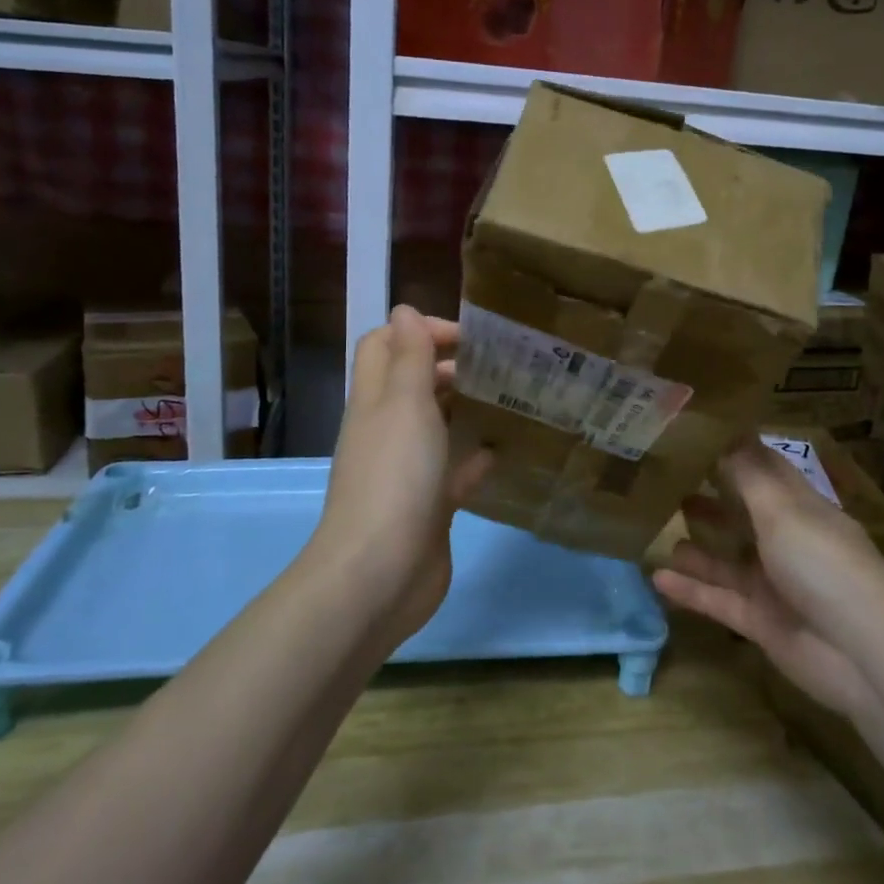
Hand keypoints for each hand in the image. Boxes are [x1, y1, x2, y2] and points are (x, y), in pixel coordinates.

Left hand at [311, 306, 492, 647]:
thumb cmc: (395, 477)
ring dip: (462, 408)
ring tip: (507, 398)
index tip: (468, 337)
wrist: (380, 574)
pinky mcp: (427, 506)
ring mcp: (405, 470)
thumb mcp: (405, 404)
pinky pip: (452, 472)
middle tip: (498, 365)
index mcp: (375, 400)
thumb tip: (404, 309)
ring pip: (433, 426)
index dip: (419, 331)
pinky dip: (473, 458)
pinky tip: (502, 451)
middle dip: (448, 366)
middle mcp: (386, 430)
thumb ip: (409, 357)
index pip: (384, 345)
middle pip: (411, 383)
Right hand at [653, 440, 883, 718]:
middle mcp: (787, 541)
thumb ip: (748, 474)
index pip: (766, 470)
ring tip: (656, 526)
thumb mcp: (782, 509)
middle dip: (710, 497)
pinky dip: (690, 589)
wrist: (860, 653)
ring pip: (727, 559)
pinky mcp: (761, 621)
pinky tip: (656, 577)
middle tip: (666, 480)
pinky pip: (718, 599)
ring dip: (697, 545)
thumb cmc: (822, 563)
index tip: (695, 434)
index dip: (735, 451)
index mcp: (800, 507)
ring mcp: (774, 583)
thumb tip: (725, 433)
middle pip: (743, 513)